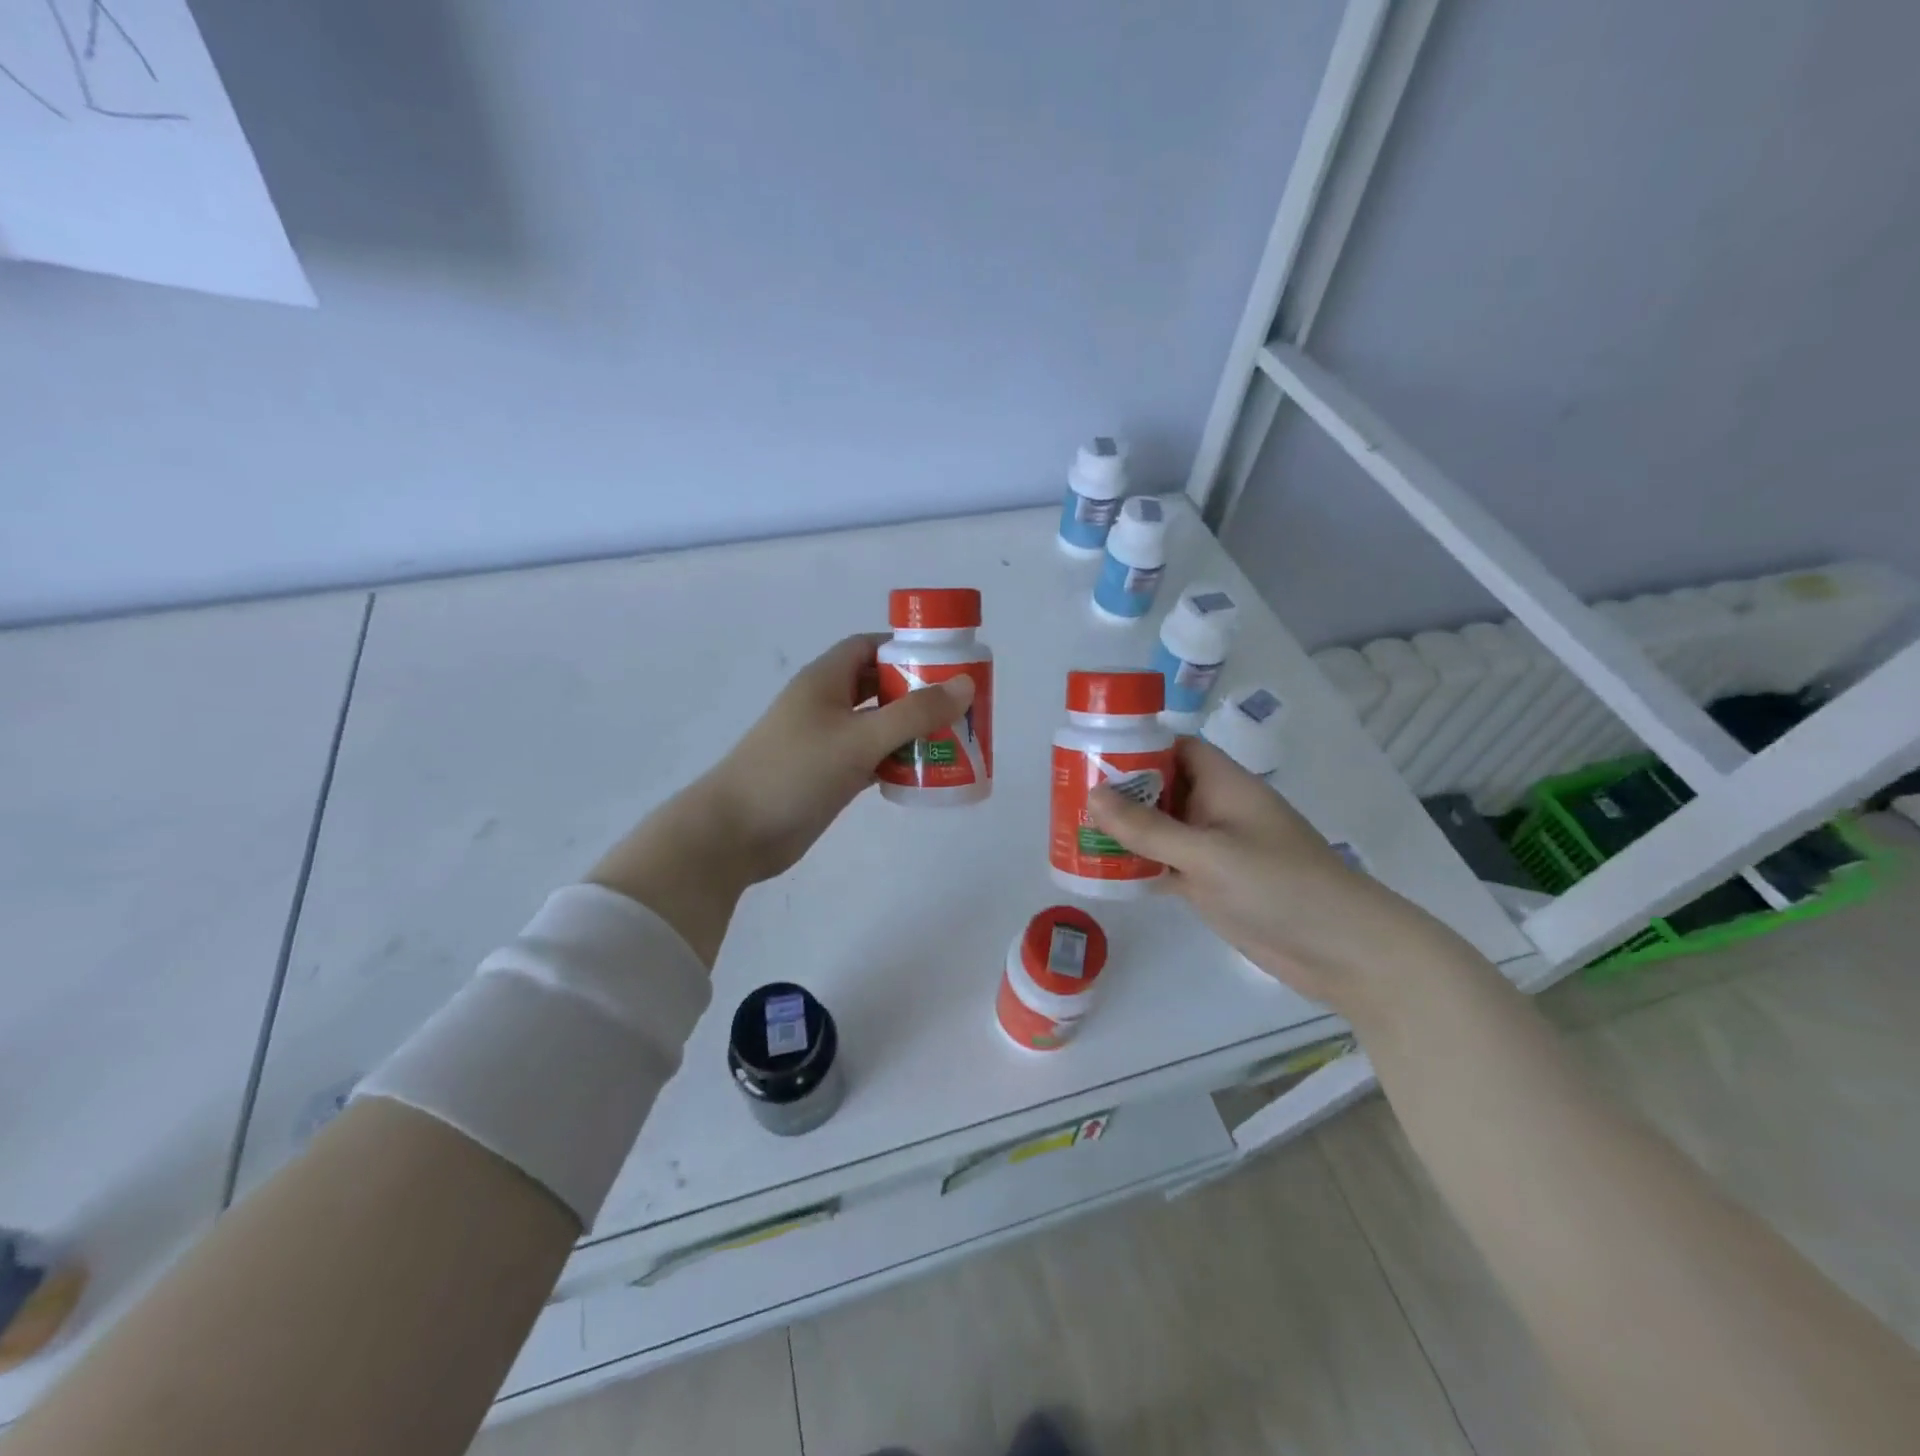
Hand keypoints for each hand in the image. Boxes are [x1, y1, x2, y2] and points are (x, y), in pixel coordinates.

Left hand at [698, 632, 974, 881]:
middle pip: (879, 685)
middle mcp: (826, 704)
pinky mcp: (828, 775)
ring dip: (910, 730)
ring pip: (877, 725)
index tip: (947, 661)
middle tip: (959, 706)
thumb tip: (966, 685)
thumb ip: (914, 713)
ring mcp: (826, 742)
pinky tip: (924, 772)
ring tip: (953, 739)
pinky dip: (896, 761)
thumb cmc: (794, 773)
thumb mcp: (859, 738)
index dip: (906, 648)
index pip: (869, 646)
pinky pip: (871, 758)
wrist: (735, 833)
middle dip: (917, 692)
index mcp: (825, 680)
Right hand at [1086, 737, 1472, 1011]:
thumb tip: (1092, 795)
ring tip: (1073, 828)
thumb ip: (1149, 828)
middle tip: (1068, 792)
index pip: (1177, 748)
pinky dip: (1136, 865)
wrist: (1341, 951)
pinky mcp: (1209, 884)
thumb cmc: (1280, 885)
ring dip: (1123, 829)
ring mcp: (1212, 849)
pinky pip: (1163, 864)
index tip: (1092, 750)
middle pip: (1161, 787)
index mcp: (1225, 785)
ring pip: (1158, 829)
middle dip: (1120, 789)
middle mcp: (1216, 810)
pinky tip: (1099, 869)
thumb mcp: (1209, 853)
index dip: (1138, 744)